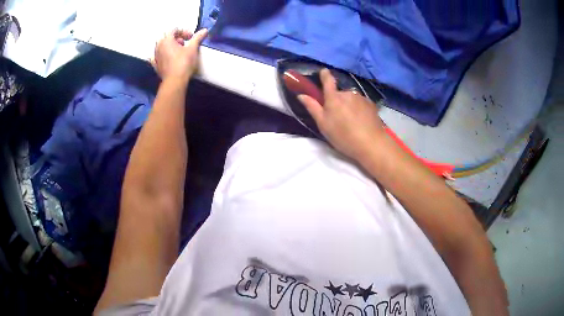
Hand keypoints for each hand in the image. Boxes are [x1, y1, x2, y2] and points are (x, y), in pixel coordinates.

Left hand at [151, 28, 207, 82]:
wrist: (175, 81)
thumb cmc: (184, 62)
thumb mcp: (192, 49)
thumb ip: (197, 38)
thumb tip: (205, 30)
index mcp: (167, 40)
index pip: (174, 30)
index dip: (184, 31)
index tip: (191, 37)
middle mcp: (159, 46)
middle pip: (166, 37)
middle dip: (176, 38)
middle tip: (184, 44)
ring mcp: (155, 56)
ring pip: (161, 46)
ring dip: (169, 46)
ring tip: (177, 51)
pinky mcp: (155, 65)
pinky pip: (157, 56)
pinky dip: (161, 55)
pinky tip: (166, 57)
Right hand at [298, 69, 386, 159]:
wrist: (371, 144)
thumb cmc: (343, 136)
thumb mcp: (323, 125)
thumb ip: (312, 107)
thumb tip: (301, 95)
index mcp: (334, 97)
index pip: (328, 80)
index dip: (324, 75)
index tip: (323, 71)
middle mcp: (347, 93)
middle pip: (339, 94)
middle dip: (337, 102)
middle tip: (337, 117)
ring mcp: (361, 98)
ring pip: (350, 99)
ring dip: (349, 106)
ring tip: (351, 122)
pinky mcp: (371, 104)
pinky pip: (360, 103)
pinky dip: (359, 109)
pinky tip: (361, 122)